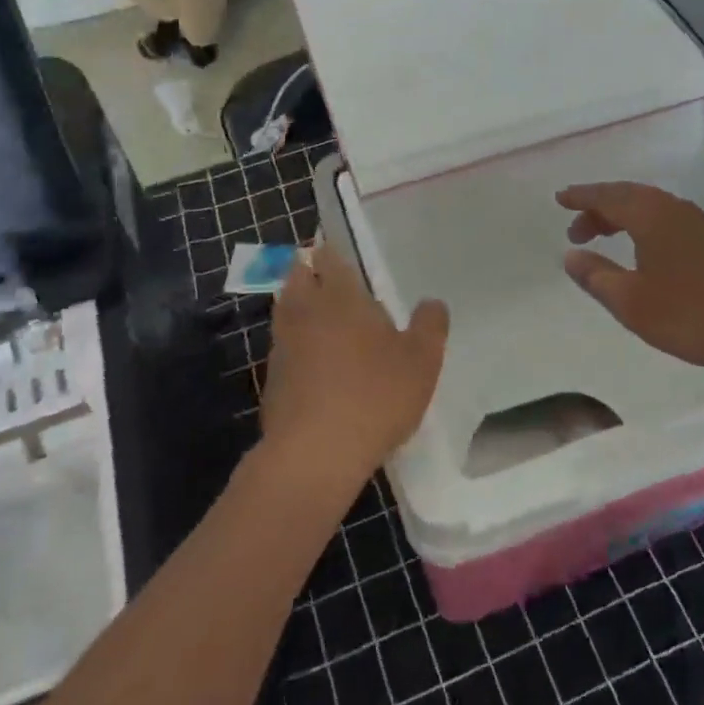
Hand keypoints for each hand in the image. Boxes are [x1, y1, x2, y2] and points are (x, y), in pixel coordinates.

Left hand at [260, 249, 448, 489]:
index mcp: (340, 296)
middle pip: (297, 278)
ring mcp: (283, 346)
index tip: (337, 250)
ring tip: (320, 315)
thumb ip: (431, 325)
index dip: (331, 252)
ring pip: (285, 311)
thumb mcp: (422, 360)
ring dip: (298, 306)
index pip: (329, 258)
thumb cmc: (375, 395)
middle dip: (307, 271)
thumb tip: (432, 302)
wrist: (315, 454)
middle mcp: (305, 312)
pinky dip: (294, 345)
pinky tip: (312, 362)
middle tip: (327, 277)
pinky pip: (283, 348)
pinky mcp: (271, 380)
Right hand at [559, 182, 703, 380]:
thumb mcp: (630, 301)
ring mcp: (697, 222)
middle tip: (575, 228)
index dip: (581, 197)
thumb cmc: (688, 316)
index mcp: (651, 215)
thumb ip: (596, 275)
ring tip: (601, 237)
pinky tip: (640, 248)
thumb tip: (571, 256)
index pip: (607, 196)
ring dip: (621, 216)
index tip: (559, 199)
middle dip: (598, 207)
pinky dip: (642, 224)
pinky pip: (665, 217)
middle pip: (628, 196)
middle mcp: (674, 208)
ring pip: (649, 206)